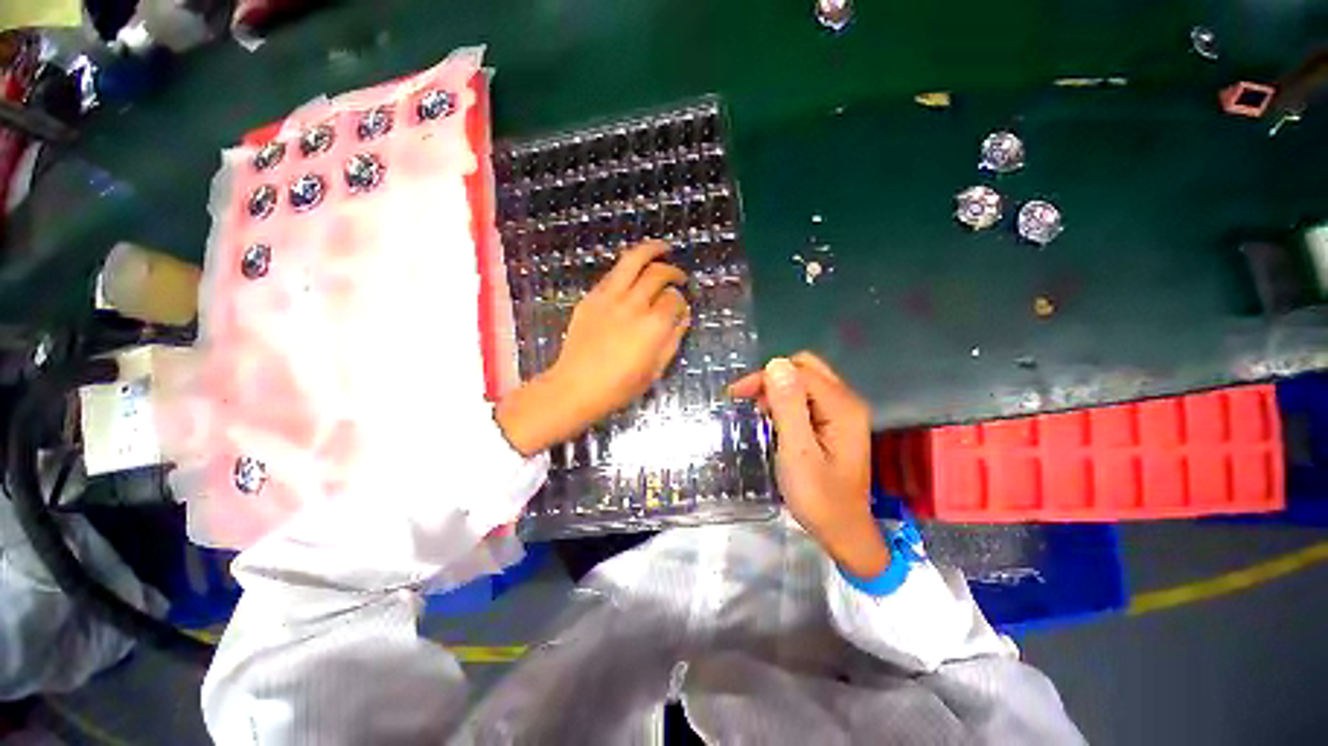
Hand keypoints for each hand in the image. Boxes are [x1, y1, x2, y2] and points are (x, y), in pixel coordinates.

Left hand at [496, 240, 690, 455]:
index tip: (681, 308)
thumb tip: (683, 316)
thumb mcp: (656, 370)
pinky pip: (613, 274)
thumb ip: (673, 339)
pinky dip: (628, 268)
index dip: (682, 301)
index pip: (674, 299)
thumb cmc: (620, 386)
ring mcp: (609, 298)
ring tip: (663, 248)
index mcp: (653, 326)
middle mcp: (633, 305)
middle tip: (679, 277)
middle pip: (658, 274)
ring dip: (651, 250)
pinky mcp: (591, 298)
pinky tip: (634, 272)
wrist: (576, 386)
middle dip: (674, 272)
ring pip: (633, 260)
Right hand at [728, 353, 888, 577]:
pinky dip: (786, 400)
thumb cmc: (819, 497)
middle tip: (749, 400)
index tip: (736, 394)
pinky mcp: (835, 422)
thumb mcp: (798, 452)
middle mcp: (847, 402)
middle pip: (806, 369)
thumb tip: (776, 364)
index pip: (800, 373)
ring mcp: (843, 412)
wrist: (842, 532)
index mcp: (842, 407)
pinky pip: (807, 397)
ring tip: (759, 412)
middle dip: (772, 378)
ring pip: (805, 381)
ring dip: (778, 389)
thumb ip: (789, 407)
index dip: (766, 377)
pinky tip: (775, 418)